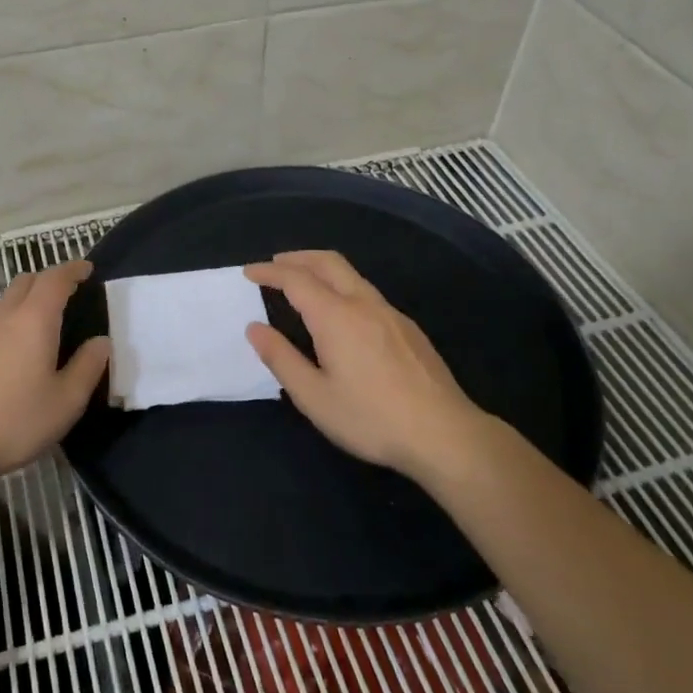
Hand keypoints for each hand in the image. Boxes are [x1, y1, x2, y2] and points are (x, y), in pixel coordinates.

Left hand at [0, 260, 110, 484]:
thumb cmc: (17, 420)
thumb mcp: (67, 400)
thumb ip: (88, 366)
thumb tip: (101, 341)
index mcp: (34, 320)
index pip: (55, 279)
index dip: (73, 270)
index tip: (89, 270)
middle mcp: (6, 316)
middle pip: (28, 280)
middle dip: (51, 279)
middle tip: (72, 293)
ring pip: (10, 297)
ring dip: (32, 296)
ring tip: (51, 318)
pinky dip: (17, 313)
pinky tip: (24, 343)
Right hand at [244, 250, 489, 484]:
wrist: (444, 434)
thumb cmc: (371, 418)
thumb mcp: (314, 397)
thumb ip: (281, 359)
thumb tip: (255, 328)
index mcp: (336, 317)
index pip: (296, 279)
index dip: (269, 272)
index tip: (249, 272)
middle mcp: (364, 304)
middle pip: (327, 262)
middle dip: (297, 258)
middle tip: (274, 264)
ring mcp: (391, 313)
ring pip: (351, 275)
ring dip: (321, 269)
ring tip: (302, 283)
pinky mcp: (408, 328)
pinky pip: (367, 292)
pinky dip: (342, 286)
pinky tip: (340, 313)